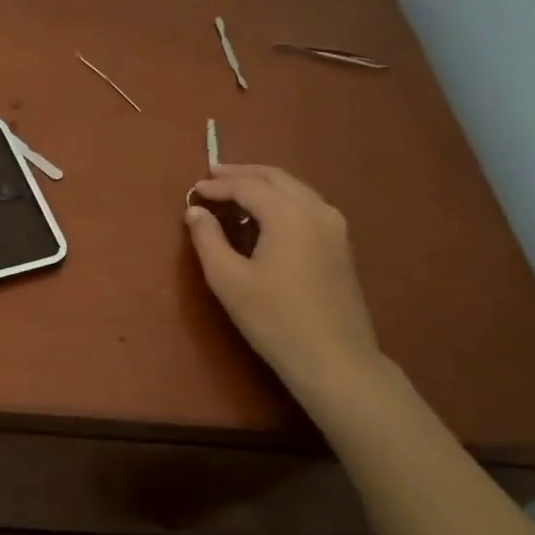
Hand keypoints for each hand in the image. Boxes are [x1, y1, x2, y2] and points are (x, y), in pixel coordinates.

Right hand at [184, 164, 384, 403]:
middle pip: (276, 178)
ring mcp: (334, 227)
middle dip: (243, 174)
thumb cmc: (274, 319)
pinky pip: (307, 206)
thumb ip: (208, 239)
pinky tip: (267, 216)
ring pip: (295, 189)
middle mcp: (315, 210)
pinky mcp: (341, 246)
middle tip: (214, 175)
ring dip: (265, 184)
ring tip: (237, 191)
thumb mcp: (229, 280)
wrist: (335, 360)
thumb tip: (195, 211)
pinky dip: (282, 200)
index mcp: (288, 214)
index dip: (218, 186)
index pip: (247, 186)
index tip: (193, 191)